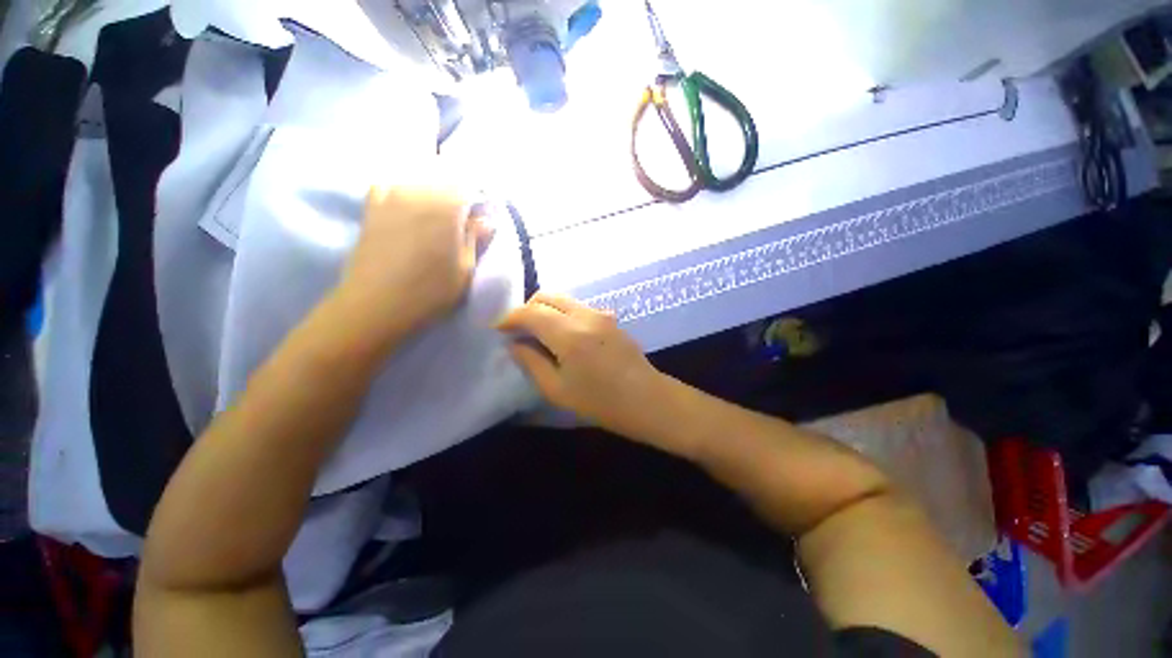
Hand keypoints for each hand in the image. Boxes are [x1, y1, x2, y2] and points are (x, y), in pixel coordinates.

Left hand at [338, 185, 492, 343]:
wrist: (377, 303)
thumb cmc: (430, 291)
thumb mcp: (464, 269)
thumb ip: (475, 240)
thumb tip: (486, 221)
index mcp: (445, 208)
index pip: (468, 186)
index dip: (478, 196)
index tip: (482, 212)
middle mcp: (418, 193)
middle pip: (443, 178)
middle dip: (457, 191)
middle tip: (463, 214)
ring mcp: (390, 197)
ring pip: (417, 178)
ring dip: (432, 188)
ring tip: (438, 210)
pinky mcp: (372, 207)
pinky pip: (390, 184)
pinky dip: (403, 188)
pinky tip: (409, 204)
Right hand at [497, 293, 670, 439]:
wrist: (647, 399)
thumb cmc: (600, 402)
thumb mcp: (557, 390)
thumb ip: (531, 362)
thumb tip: (514, 345)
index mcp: (568, 334)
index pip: (530, 312)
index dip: (510, 317)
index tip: (499, 329)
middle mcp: (584, 315)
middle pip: (547, 296)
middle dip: (527, 308)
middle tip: (519, 330)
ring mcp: (600, 314)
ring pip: (563, 299)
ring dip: (546, 310)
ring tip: (539, 333)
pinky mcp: (610, 318)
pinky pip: (578, 307)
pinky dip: (563, 313)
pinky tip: (563, 335)